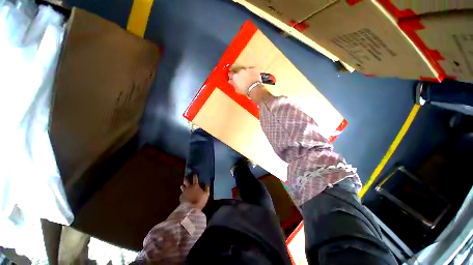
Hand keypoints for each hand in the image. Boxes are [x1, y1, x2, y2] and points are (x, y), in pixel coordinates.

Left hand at [180, 175, 209, 209]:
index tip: (194, 173)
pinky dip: (182, 194)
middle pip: (186, 181)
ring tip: (182, 185)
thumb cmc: (200, 200)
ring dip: (183, 186)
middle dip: (186, 179)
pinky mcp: (181, 198)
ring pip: (182, 187)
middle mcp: (189, 187)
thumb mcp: (206, 194)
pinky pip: (181, 194)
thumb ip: (206, 188)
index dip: (194, 175)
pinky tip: (183, 195)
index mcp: (195, 185)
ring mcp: (184, 192)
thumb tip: (206, 184)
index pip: (195, 178)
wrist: (190, 209)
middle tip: (186, 178)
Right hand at [228, 67, 261, 94]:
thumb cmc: (245, 91)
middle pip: (238, 71)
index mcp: (235, 76)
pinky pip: (252, 69)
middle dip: (240, 74)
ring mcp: (247, 69)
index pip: (230, 74)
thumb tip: (231, 81)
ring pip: (245, 70)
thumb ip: (233, 84)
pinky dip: (252, 72)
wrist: (254, 89)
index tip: (233, 77)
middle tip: (242, 79)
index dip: (232, 76)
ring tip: (249, 78)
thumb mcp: (237, 89)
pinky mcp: (253, 68)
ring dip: (246, 73)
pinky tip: (253, 76)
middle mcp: (240, 71)